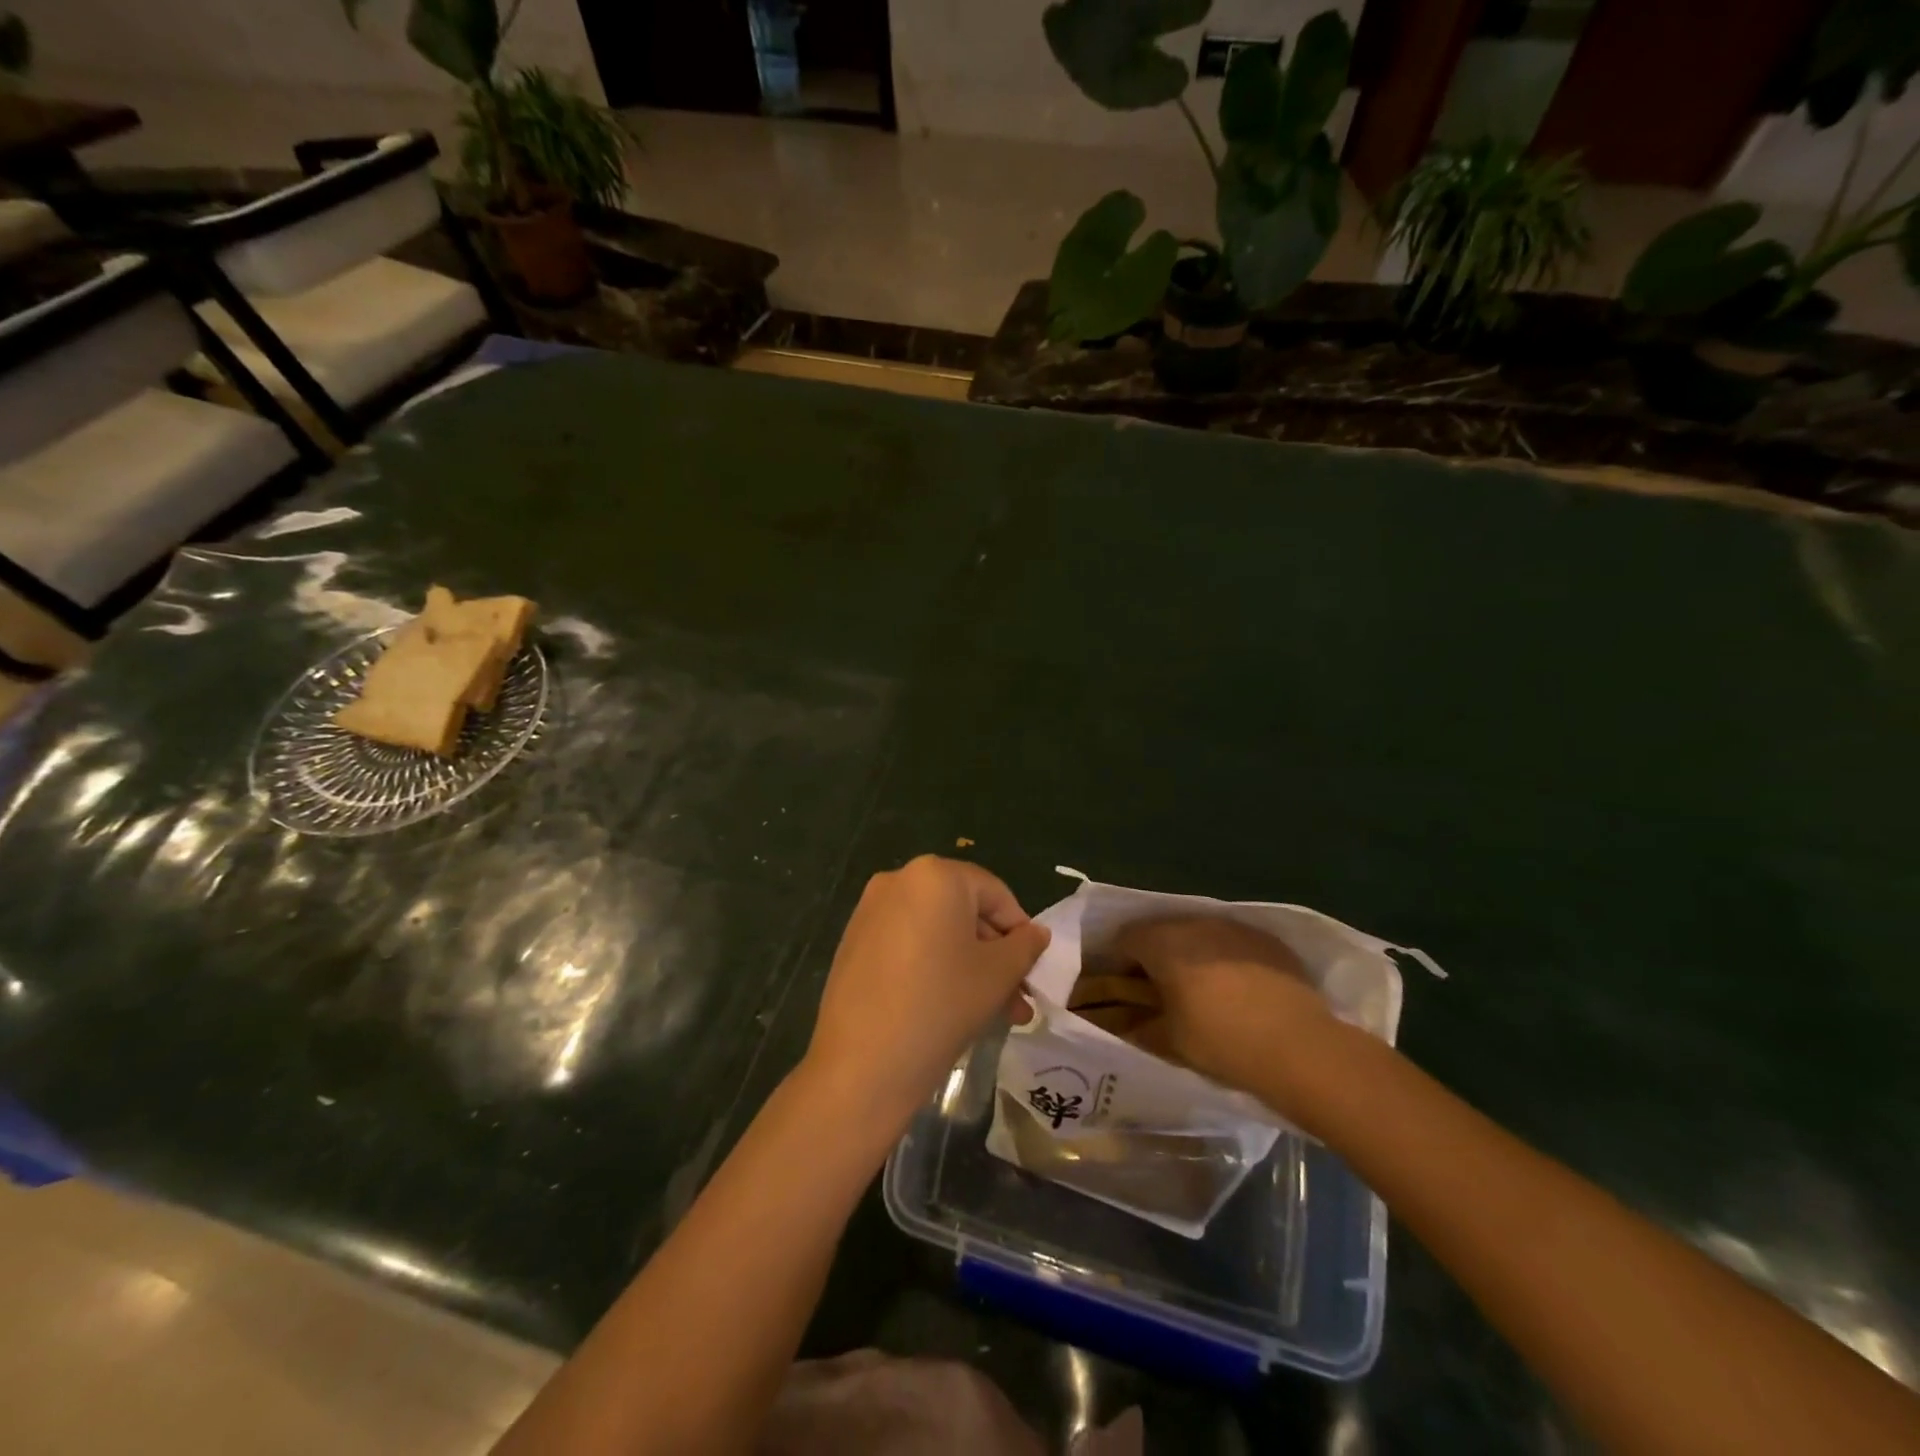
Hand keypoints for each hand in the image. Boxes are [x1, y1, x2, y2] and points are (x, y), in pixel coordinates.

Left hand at [804, 856, 1049, 1131]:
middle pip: (964, 912)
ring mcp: (870, 911)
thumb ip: (1025, 946)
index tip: (1032, 970)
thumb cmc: (941, 1005)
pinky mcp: (854, 941)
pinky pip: (909, 944)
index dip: (1020, 931)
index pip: (995, 893)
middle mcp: (898, 880)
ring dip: (969, 965)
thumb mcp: (998, 975)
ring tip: (993, 1013)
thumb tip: (1036, 933)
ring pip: (937, 932)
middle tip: (1017, 999)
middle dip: (995, 955)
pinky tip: (949, 1006)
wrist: (861, 1064)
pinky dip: (933, 966)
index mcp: (935, 875)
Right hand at [1109, 917, 1331, 1103]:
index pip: (1124, 938)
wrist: (1300, 1047)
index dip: (1116, 960)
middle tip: (1156, 987)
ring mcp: (1234, 927)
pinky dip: (1223, 956)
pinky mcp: (1266, 939)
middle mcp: (1195, 923)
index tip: (1119, 985)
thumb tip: (1121, 1024)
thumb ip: (1138, 1026)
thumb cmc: (1222, 1041)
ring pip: (1197, 932)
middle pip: (1161, 930)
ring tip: (1197, 987)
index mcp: (1163, 943)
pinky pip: (1231, 940)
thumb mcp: (1169, 1041)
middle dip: (1153, 954)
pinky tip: (1235, 987)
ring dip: (1189, 952)